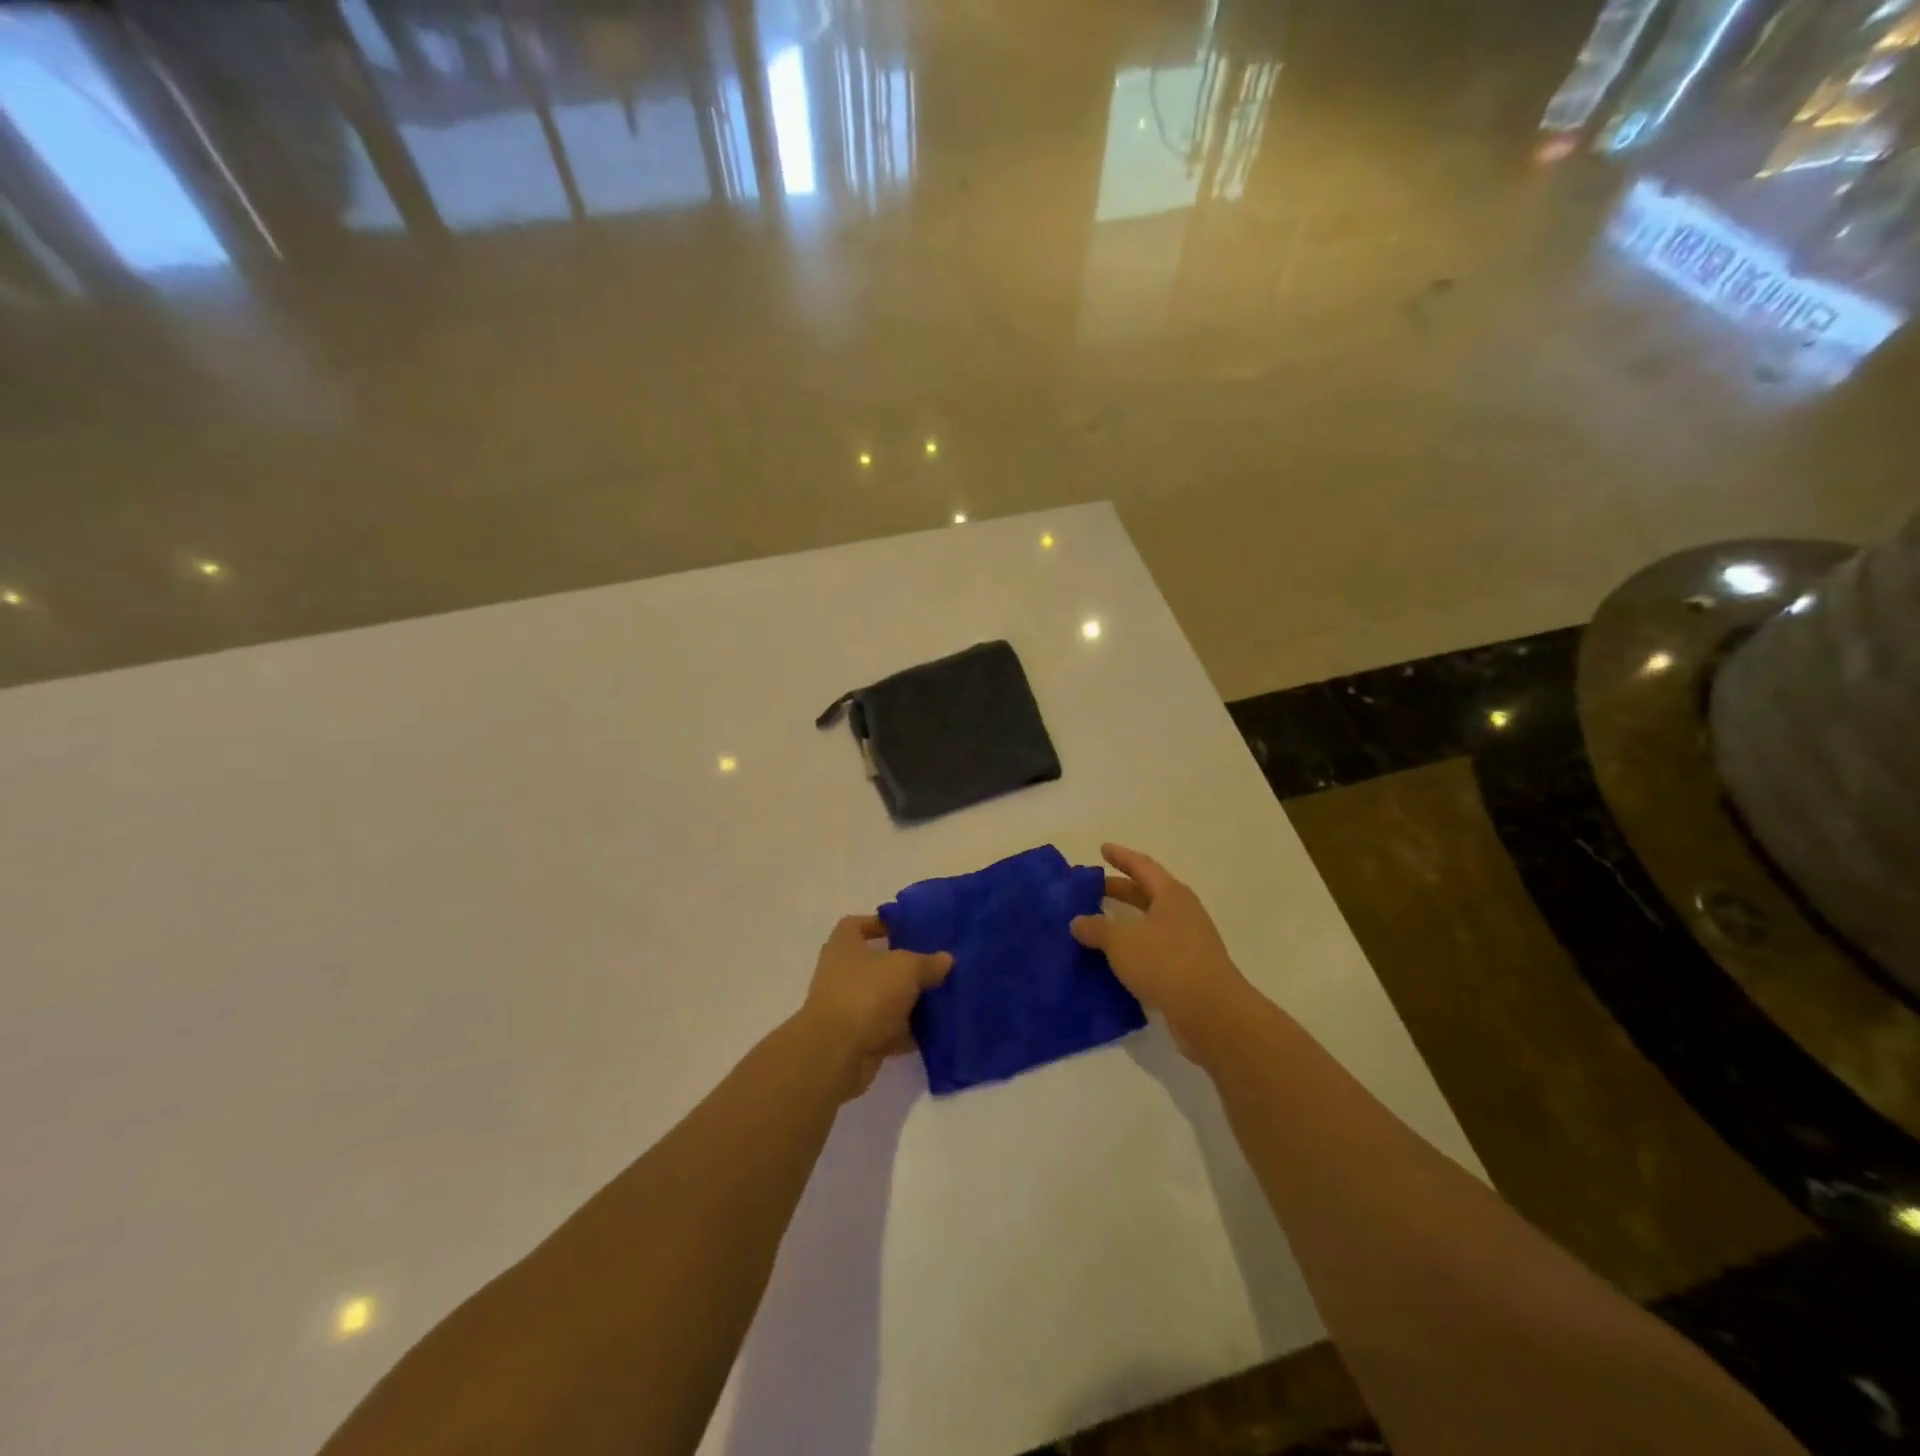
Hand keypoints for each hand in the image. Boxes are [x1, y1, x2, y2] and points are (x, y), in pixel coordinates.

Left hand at [800, 915, 952, 1097]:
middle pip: (877, 964)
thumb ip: (928, 962)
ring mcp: (849, 1008)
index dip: (881, 924)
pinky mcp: (859, 1039)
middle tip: (936, 964)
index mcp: (844, 945)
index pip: (857, 924)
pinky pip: (889, 1030)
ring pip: (886, 999)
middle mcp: (842, 974)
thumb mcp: (906, 968)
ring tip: (943, 996)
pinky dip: (909, 1031)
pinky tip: (936, 1030)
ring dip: (910, 1001)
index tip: (909, 929)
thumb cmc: (866, 994)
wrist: (837, 1054)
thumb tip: (946, 959)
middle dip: (905, 966)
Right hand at [1070, 843, 1254, 1056]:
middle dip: (1119, 890)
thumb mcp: (1122, 942)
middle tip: (1092, 889)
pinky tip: (1113, 960)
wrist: (1212, 1014)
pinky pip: (1153, 950)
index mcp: (1171, 895)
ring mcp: (1188, 942)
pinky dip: (1133, 949)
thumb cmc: (1166, 963)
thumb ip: (1096, 928)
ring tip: (1097, 924)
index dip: (1121, 856)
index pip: (1141, 866)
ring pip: (1150, 924)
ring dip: (1125, 922)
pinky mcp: (1187, 971)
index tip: (1102, 849)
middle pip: (1146, 894)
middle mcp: (1182, 913)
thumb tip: (1077, 921)